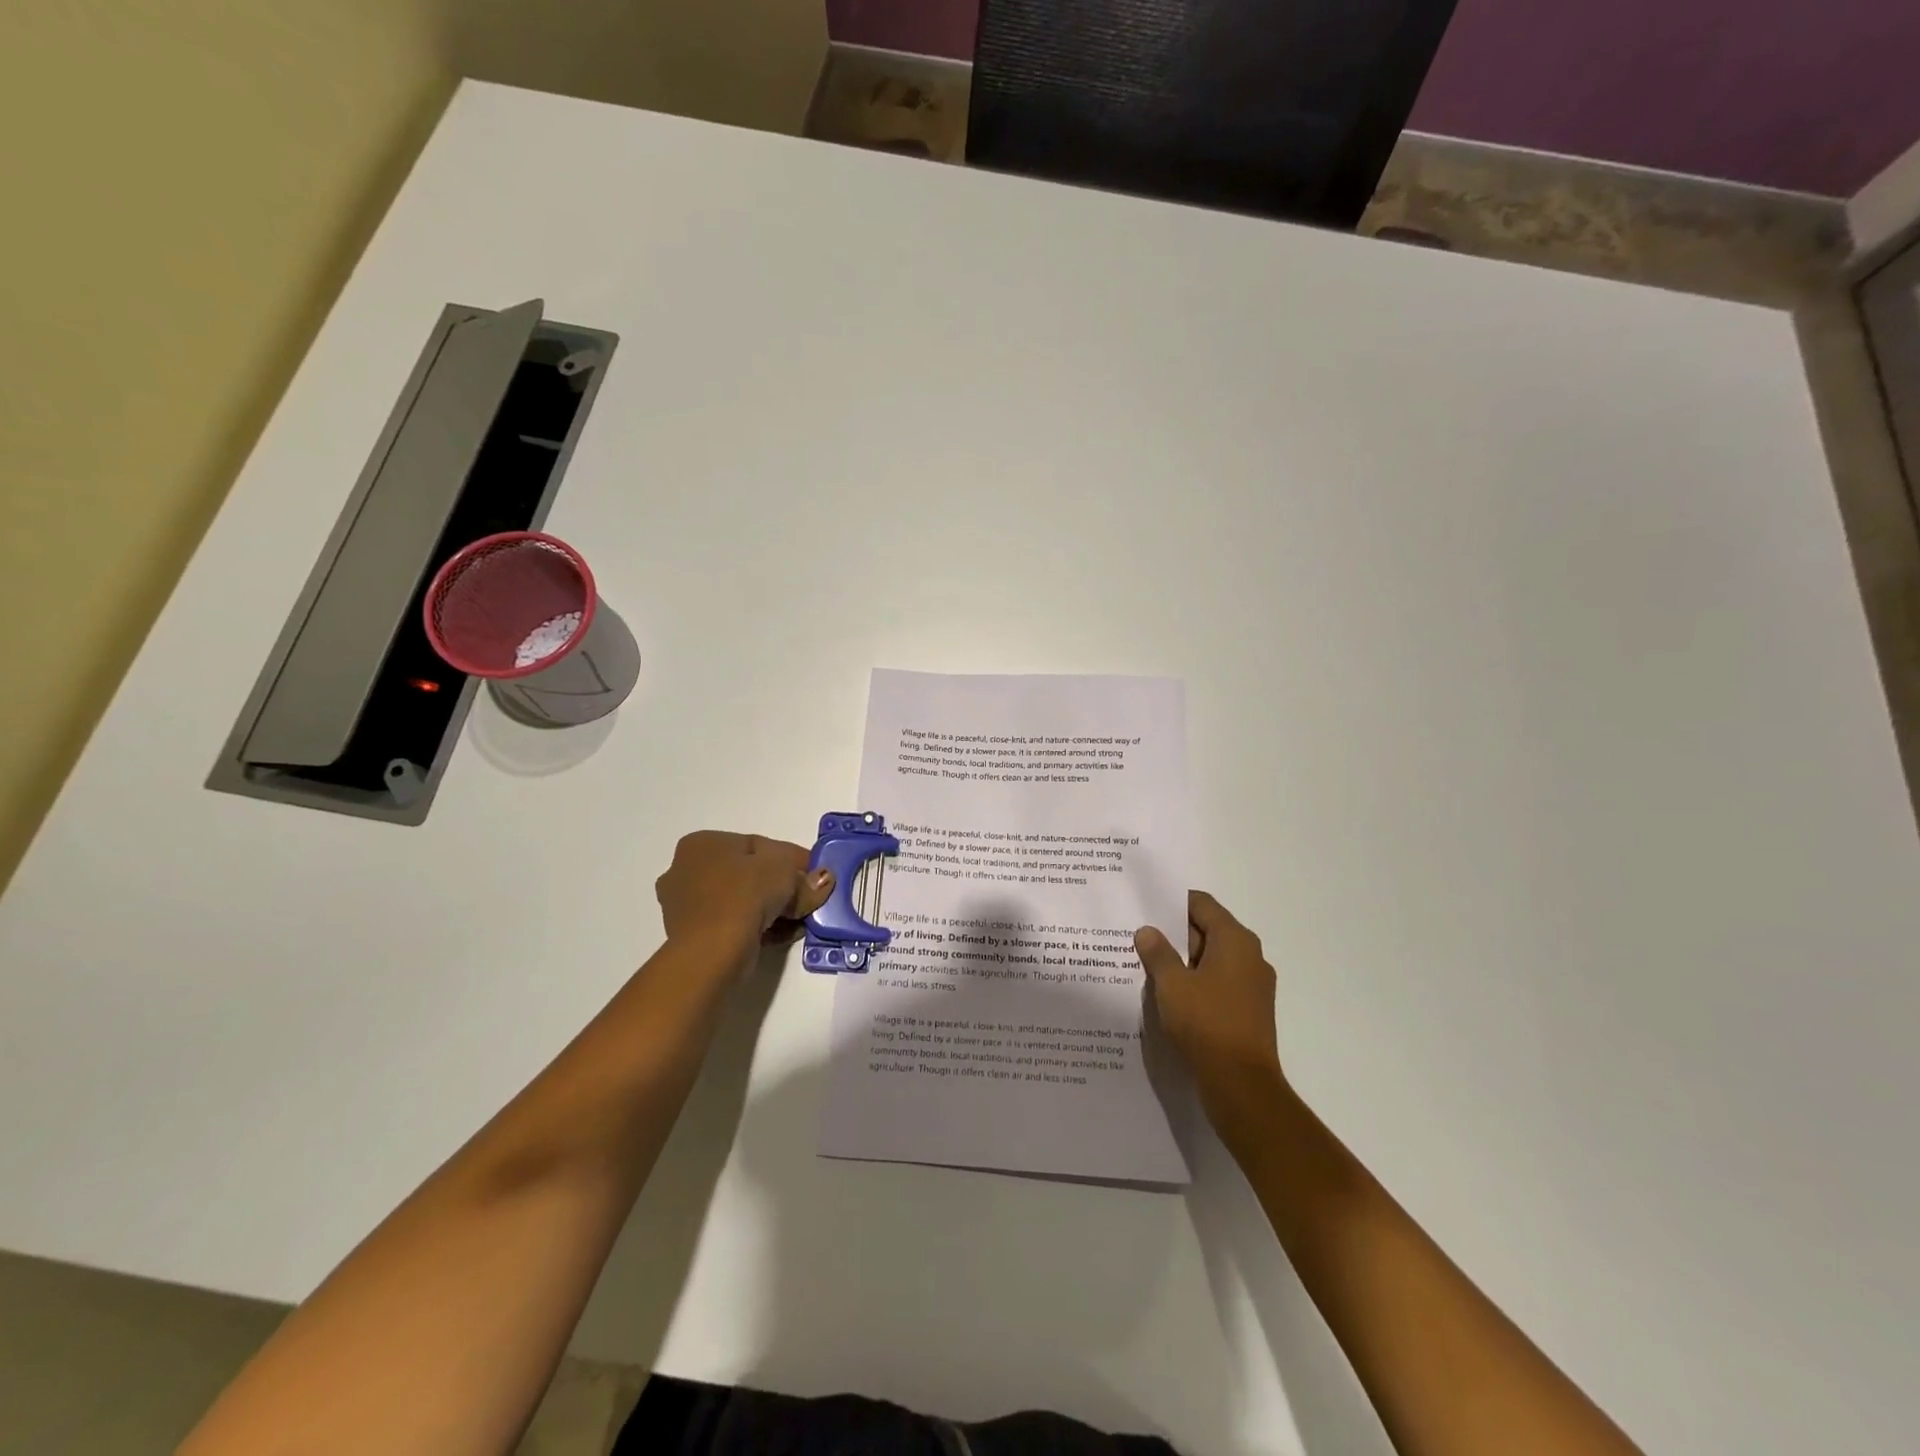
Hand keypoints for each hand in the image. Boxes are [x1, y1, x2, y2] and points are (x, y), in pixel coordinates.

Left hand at [655, 831, 834, 949]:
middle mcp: (687, 870)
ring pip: (744, 901)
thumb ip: (805, 874)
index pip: (758, 845)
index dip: (793, 859)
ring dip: (775, 909)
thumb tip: (822, 880)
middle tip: (809, 899)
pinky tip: (784, 935)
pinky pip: (736, 924)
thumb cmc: (742, 896)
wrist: (710, 953)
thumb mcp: (784, 872)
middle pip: (750, 874)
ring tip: (800, 920)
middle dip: (784, 887)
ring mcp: (688, 906)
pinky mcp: (695, 937)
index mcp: (702, 844)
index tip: (816, 875)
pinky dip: (760, 928)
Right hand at [1135, 891, 1285, 1125]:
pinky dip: (1196, 982)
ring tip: (1147, 965)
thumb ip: (1158, 953)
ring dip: (1183, 960)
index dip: (1172, 902)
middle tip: (1139, 935)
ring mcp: (1253, 985)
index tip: (1145, 906)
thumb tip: (1147, 931)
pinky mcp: (1249, 1010)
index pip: (1201, 904)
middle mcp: (1250, 956)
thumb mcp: (1172, 984)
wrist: (1241, 1084)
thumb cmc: (1206, 1023)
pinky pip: (1218, 983)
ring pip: (1212, 959)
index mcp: (1235, 940)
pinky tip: (1169, 994)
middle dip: (1174, 933)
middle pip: (1208, 930)